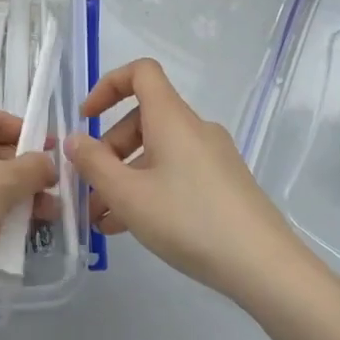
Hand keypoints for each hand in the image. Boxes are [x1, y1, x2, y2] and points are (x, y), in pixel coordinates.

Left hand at [0, 106, 55, 311]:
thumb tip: (48, 163)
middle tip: (56, 198)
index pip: (2, 120)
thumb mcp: (3, 182)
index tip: (59, 158)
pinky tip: (11, 236)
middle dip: (26, 175)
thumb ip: (33, 169)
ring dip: (13, 198)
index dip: (32, 137)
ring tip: (44, 221)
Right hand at [66, 59, 311, 309]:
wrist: (265, 266)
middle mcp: (194, 128)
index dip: (108, 86)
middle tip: (90, 189)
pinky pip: (176, 173)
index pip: (140, 72)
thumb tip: (74, 140)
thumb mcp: (128, 195)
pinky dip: (150, 189)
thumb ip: (94, 164)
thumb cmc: (189, 220)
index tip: (86, 119)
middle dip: (109, 149)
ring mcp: (213, 157)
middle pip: (143, 119)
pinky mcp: (224, 184)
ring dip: (125, 177)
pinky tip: (132, 227)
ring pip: (157, 152)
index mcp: (172, 118)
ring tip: (102, 220)